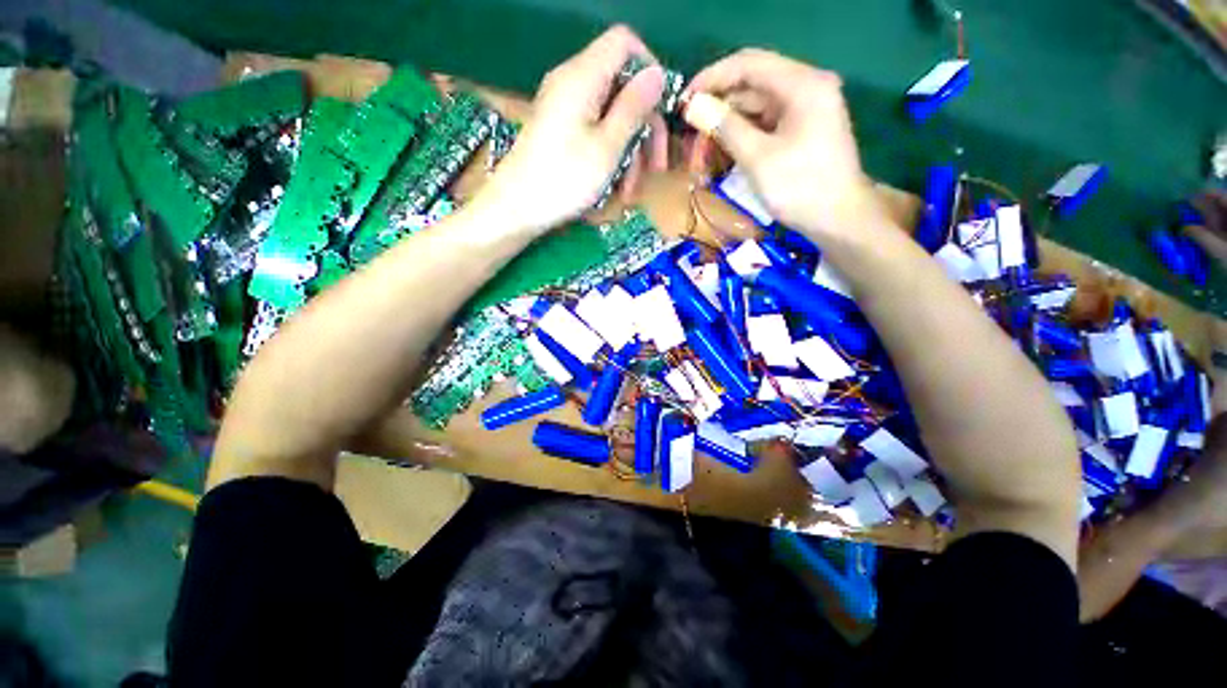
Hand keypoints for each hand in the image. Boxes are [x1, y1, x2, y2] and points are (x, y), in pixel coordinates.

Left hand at [475, 26, 667, 233]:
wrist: (516, 209)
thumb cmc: (564, 179)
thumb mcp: (607, 146)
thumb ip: (634, 107)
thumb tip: (658, 74)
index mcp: (583, 76)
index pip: (624, 43)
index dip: (649, 69)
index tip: (662, 109)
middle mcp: (573, 85)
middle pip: (621, 87)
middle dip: (644, 127)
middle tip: (657, 166)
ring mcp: (565, 110)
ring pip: (611, 117)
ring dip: (629, 153)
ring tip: (630, 191)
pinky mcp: (560, 133)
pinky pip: (594, 133)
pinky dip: (609, 157)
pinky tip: (615, 189)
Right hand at [685, 49, 891, 240]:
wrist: (838, 219)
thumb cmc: (800, 188)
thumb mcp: (758, 158)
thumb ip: (726, 127)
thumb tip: (694, 106)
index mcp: (802, 84)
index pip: (748, 64)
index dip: (711, 78)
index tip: (684, 101)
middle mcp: (804, 87)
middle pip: (750, 87)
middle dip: (716, 110)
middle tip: (689, 136)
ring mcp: (803, 110)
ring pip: (754, 108)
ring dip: (725, 128)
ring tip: (699, 153)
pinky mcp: (799, 130)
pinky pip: (763, 125)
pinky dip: (740, 138)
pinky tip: (720, 155)